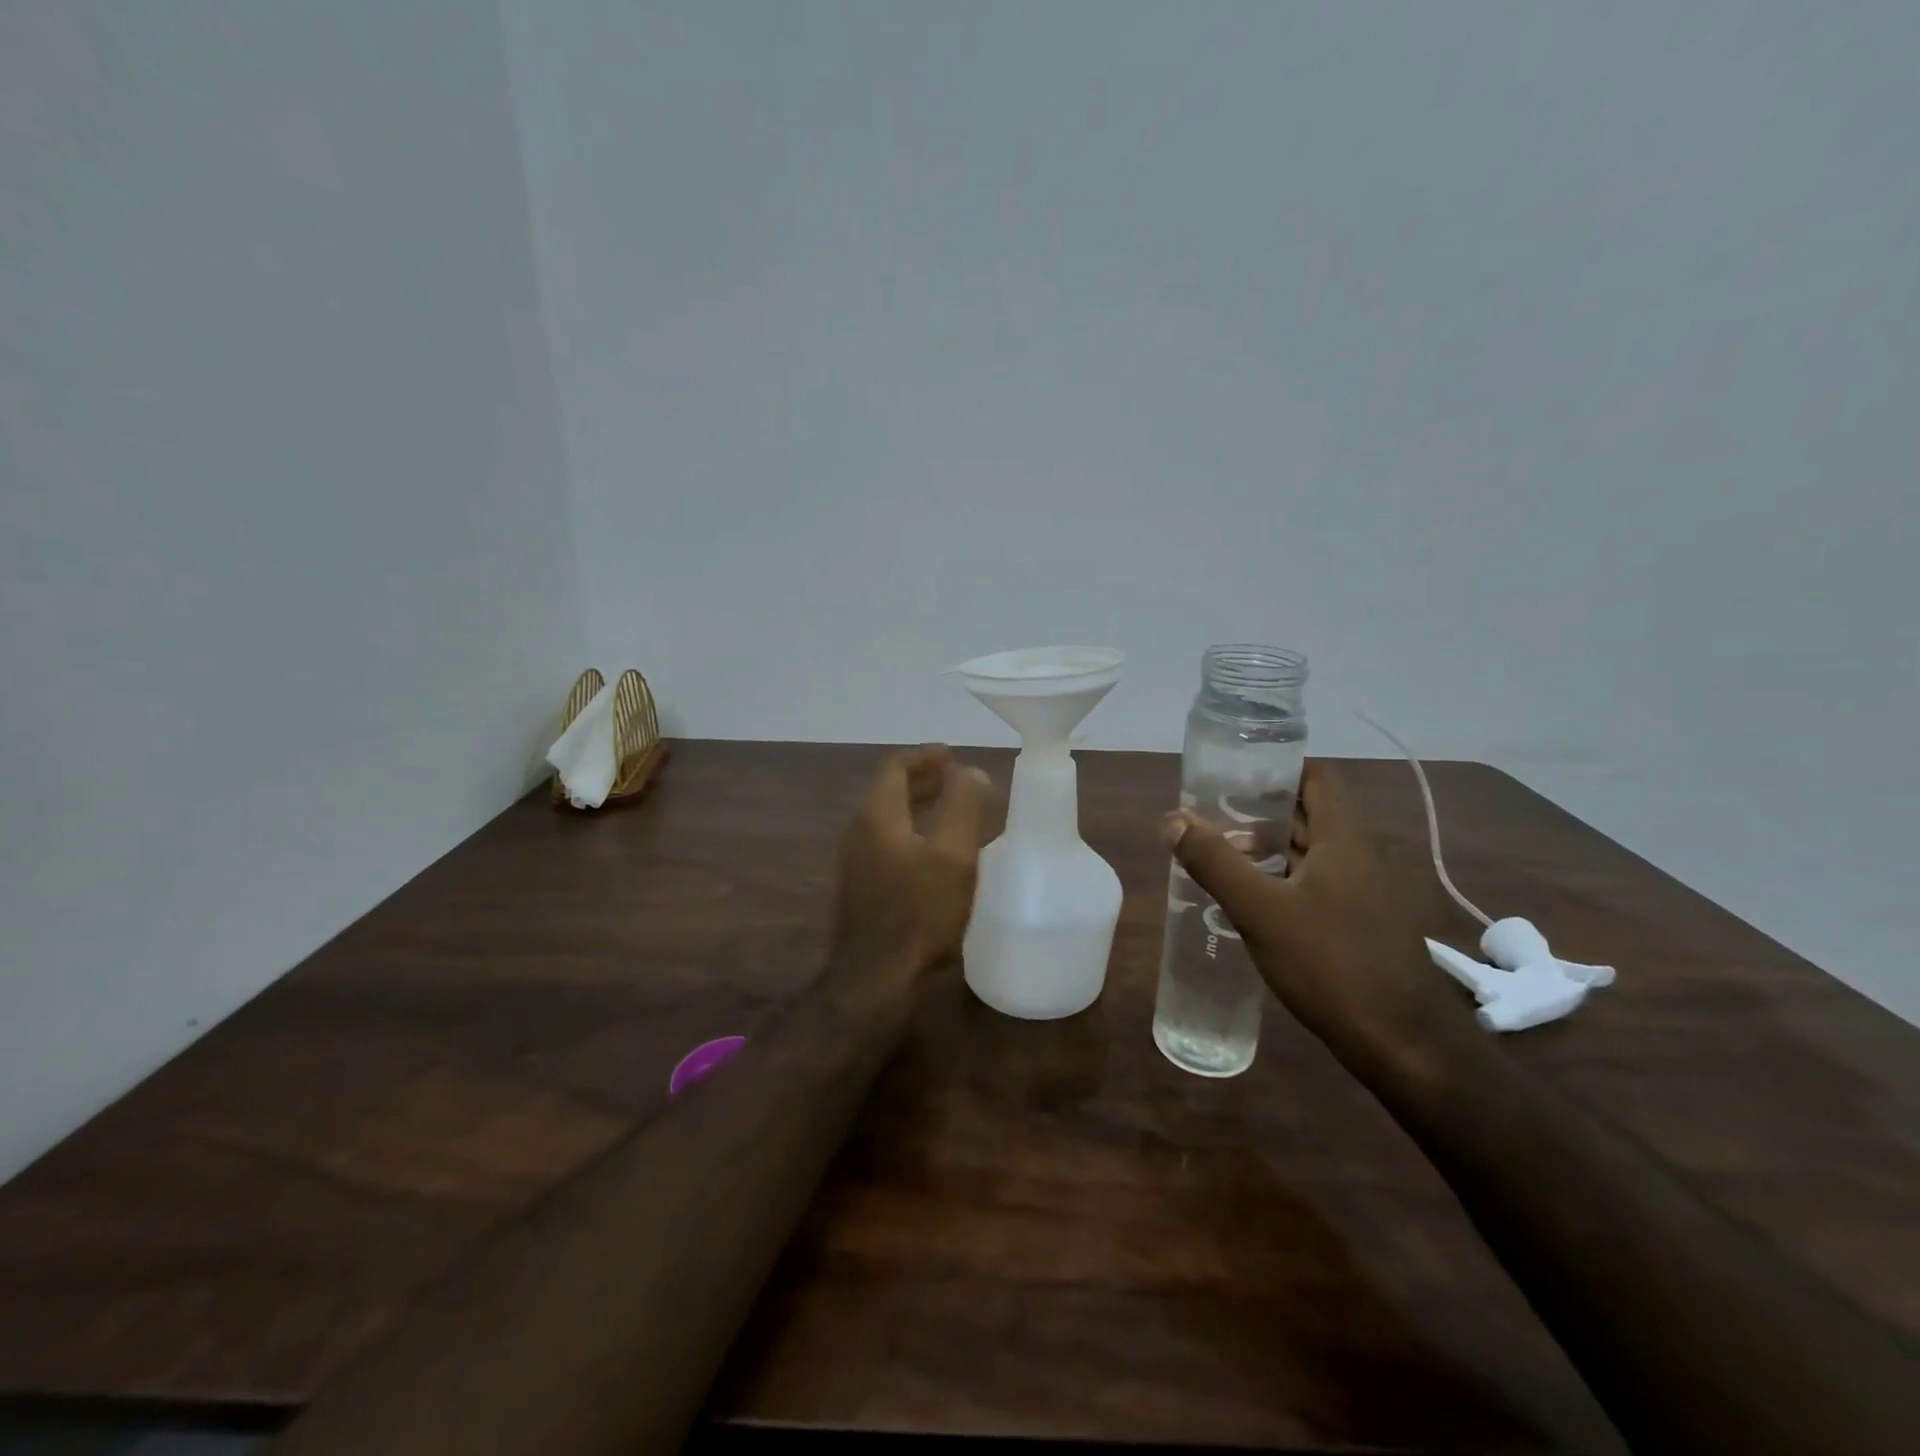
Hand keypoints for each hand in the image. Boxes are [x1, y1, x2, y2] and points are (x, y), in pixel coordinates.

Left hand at [830, 744, 989, 985]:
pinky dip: (913, 833)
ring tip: (954, 811)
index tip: (954, 756)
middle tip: (960, 780)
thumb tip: (970, 772)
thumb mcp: (952, 854)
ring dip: (920, 808)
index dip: (926, 757)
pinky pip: (888, 843)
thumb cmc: (919, 912)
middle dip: (925, 781)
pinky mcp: (861, 888)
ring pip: (890, 819)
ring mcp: (856, 862)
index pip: (896, 767)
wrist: (875, 979)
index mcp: (877, 815)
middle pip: (890, 791)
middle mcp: (859, 831)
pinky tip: (938, 854)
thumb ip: (963, 805)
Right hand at [1163, 761, 1480, 1081]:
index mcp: (1346, 840)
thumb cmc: (1331, 965)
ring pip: (1313, 854)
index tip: (1233, 771)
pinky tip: (1253, 900)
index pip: (1316, 779)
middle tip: (1211, 815)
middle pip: (1310, 815)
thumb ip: (1215, 862)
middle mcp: (1362, 857)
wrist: (1403, 1046)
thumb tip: (1172, 818)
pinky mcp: (1363, 926)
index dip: (1277, 767)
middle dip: (1261, 811)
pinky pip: (1319, 885)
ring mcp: (1367, 894)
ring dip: (1270, 849)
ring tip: (1221, 854)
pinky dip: (1285, 880)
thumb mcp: (1261, 911)